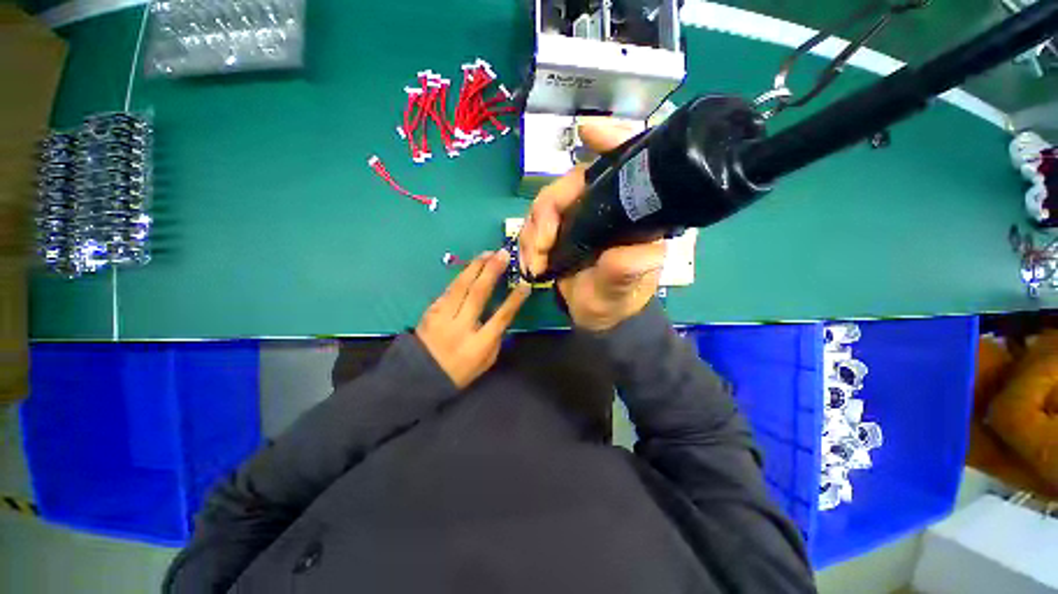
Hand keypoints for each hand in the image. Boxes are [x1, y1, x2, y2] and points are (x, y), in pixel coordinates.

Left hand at [416, 250, 531, 387]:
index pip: (500, 317)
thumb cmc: (460, 370)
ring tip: (488, 254)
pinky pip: (449, 288)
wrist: (419, 374)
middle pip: (478, 294)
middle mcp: (460, 327)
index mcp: (478, 344)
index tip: (524, 284)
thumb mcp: (486, 360)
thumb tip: (503, 313)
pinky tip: (472, 266)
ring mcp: (442, 317)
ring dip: (475, 267)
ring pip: (461, 286)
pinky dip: (462, 275)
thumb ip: (496, 337)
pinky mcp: (431, 310)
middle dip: (492, 271)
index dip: (514, 300)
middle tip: (503, 255)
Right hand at [520, 118, 665, 330]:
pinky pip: (534, 223)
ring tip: (535, 263)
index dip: (610, 140)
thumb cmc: (618, 298)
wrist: (598, 315)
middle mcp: (603, 206)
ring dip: (532, 232)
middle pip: (568, 184)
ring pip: (544, 203)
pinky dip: (527, 242)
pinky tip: (531, 263)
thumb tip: (631, 249)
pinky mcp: (558, 229)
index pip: (625, 165)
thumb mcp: (626, 286)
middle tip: (542, 245)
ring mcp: (577, 216)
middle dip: (546, 212)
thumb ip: (628, 268)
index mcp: (629, 212)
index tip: (588, 132)